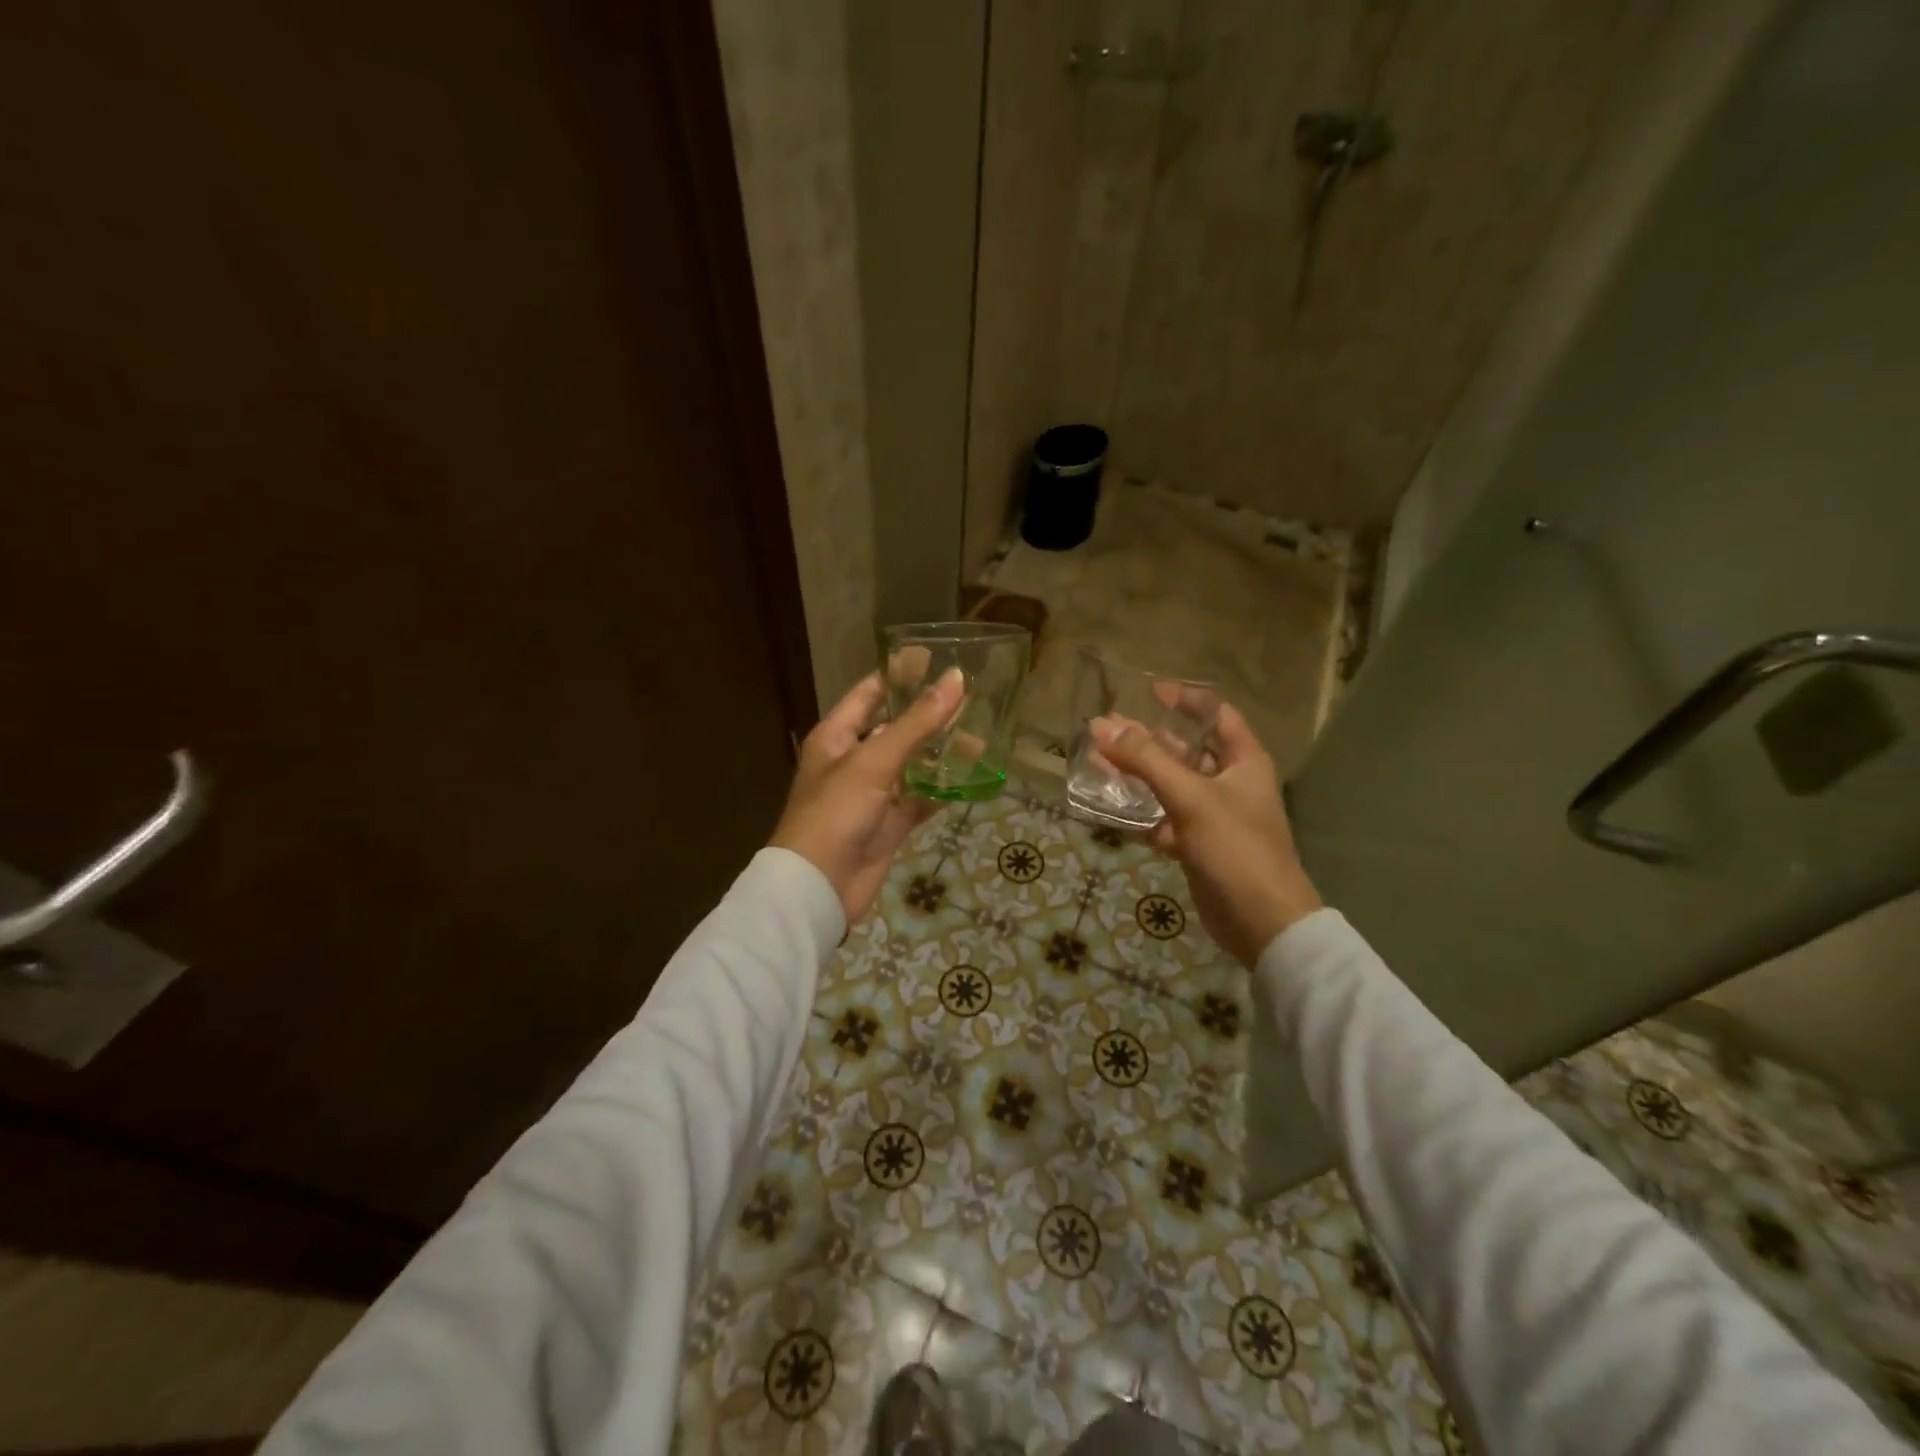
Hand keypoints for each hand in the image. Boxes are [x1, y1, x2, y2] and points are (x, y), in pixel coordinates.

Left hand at [772, 667, 965, 923]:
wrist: (818, 887)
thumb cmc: (836, 812)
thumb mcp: (874, 760)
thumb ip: (916, 722)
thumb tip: (956, 679)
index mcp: (836, 737)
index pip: (869, 693)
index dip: (900, 676)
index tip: (939, 660)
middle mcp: (853, 761)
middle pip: (895, 728)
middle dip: (929, 715)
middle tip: (972, 696)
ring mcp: (873, 795)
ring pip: (912, 765)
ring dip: (940, 753)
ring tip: (981, 730)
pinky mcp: (889, 825)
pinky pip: (920, 800)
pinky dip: (942, 791)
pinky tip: (973, 777)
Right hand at [1094, 703, 1321, 966]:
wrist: (1261, 922)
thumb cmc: (1236, 848)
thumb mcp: (1190, 797)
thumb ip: (1146, 760)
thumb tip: (1101, 727)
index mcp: (1243, 762)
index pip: (1216, 715)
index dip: (1185, 700)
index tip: (1149, 691)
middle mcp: (1229, 783)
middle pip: (1184, 750)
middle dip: (1146, 739)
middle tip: (1105, 729)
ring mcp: (1212, 816)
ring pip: (1170, 786)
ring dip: (1137, 775)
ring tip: (1098, 761)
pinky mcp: (1197, 845)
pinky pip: (1164, 819)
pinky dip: (1140, 813)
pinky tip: (1110, 807)